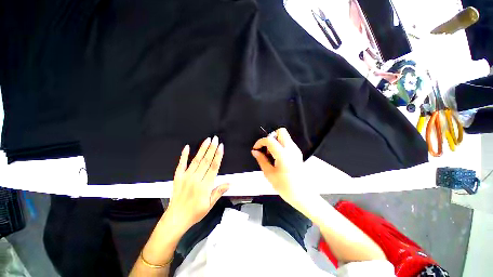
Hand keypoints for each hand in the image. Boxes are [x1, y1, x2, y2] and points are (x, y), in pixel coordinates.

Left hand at [166, 136, 229, 231]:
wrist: (176, 218)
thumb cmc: (195, 212)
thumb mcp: (210, 205)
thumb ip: (219, 192)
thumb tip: (230, 183)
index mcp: (205, 185)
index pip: (214, 167)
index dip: (218, 156)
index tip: (221, 147)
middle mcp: (196, 178)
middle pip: (206, 160)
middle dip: (212, 148)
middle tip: (215, 139)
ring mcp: (186, 177)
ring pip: (196, 160)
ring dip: (202, 149)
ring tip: (207, 140)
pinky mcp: (178, 177)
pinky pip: (181, 164)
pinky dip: (184, 155)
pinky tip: (187, 147)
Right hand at [251, 128, 304, 203]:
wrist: (302, 195)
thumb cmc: (285, 186)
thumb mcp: (269, 174)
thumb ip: (261, 160)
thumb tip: (255, 151)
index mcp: (283, 155)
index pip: (270, 140)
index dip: (260, 142)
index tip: (256, 148)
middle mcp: (291, 149)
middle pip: (281, 131)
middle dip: (270, 137)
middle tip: (265, 148)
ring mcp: (296, 150)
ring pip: (284, 136)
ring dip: (275, 141)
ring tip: (270, 154)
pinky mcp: (297, 153)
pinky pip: (287, 143)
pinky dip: (280, 145)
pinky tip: (276, 157)